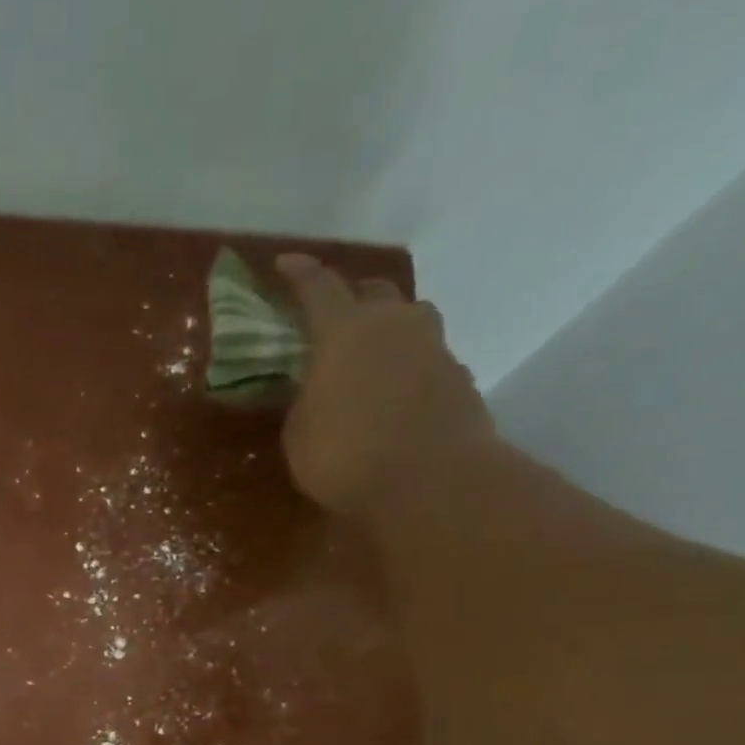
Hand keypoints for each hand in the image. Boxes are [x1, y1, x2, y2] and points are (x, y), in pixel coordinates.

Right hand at [275, 255, 494, 512]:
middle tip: (332, 318)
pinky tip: (396, 395)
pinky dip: (409, 366)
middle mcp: (393, 324)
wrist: (431, 480)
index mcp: (345, 331)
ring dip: (388, 328)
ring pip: (409, 319)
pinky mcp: (459, 377)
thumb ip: (303, 401)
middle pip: (373, 291)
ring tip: (371, 355)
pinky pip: (428, 358)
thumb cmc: (346, 455)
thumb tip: (314, 390)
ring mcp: (433, 347)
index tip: (284, 263)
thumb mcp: (299, 434)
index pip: (318, 287)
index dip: (299, 274)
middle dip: (351, 297)